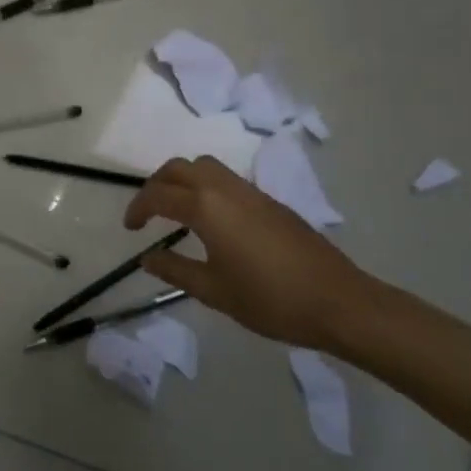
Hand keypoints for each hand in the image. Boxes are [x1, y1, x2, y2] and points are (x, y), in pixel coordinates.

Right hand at [124, 156, 368, 348]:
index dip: (138, 208)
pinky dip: (207, 187)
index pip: (159, 195)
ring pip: (206, 167)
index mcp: (207, 208)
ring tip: (177, 209)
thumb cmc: (271, 300)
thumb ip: (176, 270)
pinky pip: (227, 180)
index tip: (130, 229)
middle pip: (180, 168)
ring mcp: (252, 192)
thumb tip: (147, 258)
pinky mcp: (271, 202)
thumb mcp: (214, 291)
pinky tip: (212, 220)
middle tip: (148, 211)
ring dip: (183, 180)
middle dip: (157, 184)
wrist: (339, 302)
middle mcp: (226, 189)